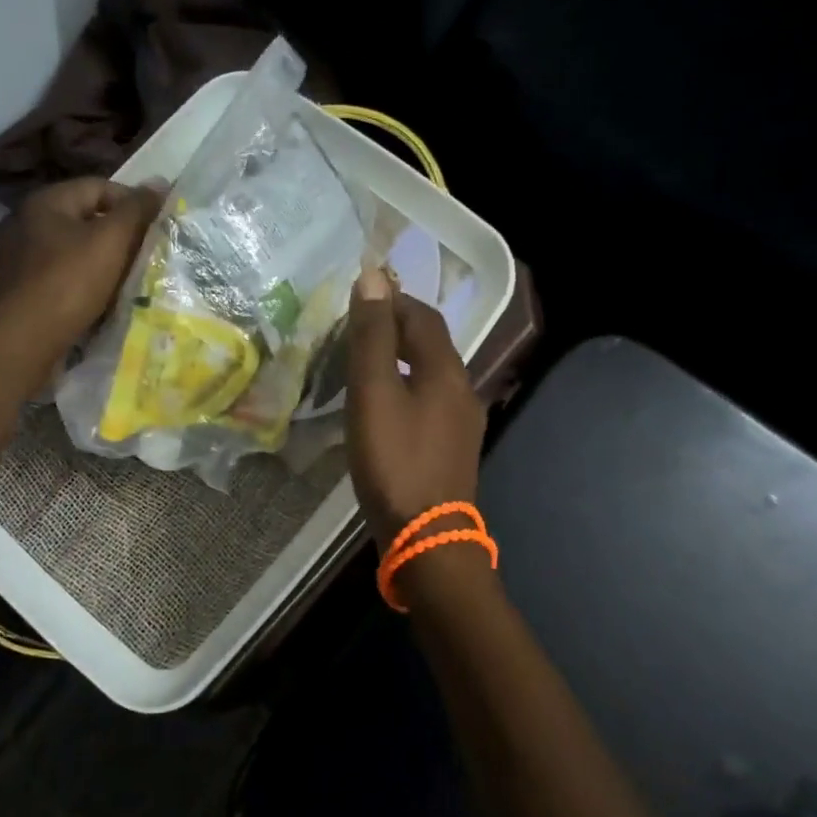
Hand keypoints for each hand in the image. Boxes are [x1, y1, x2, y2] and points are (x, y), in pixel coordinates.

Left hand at [0, 178, 161, 373]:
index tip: (156, 227)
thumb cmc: (69, 283)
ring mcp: (24, 258)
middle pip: (89, 218)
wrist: (25, 342)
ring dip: (107, 261)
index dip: (133, 203)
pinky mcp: (26, 289)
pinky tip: (106, 298)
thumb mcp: (111, 240)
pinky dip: (89, 282)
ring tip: (133, 277)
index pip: (100, 187)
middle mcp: (29, 223)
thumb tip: (160, 183)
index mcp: (46, 202)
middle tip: (149, 253)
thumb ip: (137, 209)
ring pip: (79, 250)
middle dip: (121, 234)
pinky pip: (67, 275)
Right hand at [345, 266, 486, 551]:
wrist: (426, 539)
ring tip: (361, 365)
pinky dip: (403, 389)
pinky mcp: (450, 449)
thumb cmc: (395, 460)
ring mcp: (460, 423)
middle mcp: (462, 390)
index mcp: (446, 370)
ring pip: (428, 374)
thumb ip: (373, 335)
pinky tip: (381, 407)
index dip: (393, 300)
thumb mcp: (373, 391)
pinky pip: (428, 402)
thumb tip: (374, 277)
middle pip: (429, 344)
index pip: (423, 316)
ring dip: (398, 360)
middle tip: (354, 330)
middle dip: (395, 329)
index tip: (359, 299)